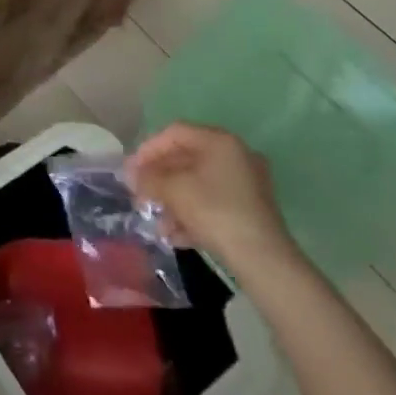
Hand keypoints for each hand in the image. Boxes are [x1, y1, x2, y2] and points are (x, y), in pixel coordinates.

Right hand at [126, 123, 294, 270]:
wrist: (264, 261)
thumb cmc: (215, 212)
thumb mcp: (174, 190)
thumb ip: (149, 178)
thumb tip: (133, 175)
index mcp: (219, 141)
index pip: (174, 133)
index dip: (148, 150)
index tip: (131, 171)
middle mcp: (235, 156)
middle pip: (186, 160)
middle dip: (159, 181)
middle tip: (140, 196)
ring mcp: (246, 185)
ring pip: (198, 186)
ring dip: (173, 202)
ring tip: (157, 224)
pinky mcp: (250, 211)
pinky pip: (213, 204)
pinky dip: (192, 215)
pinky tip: (175, 236)